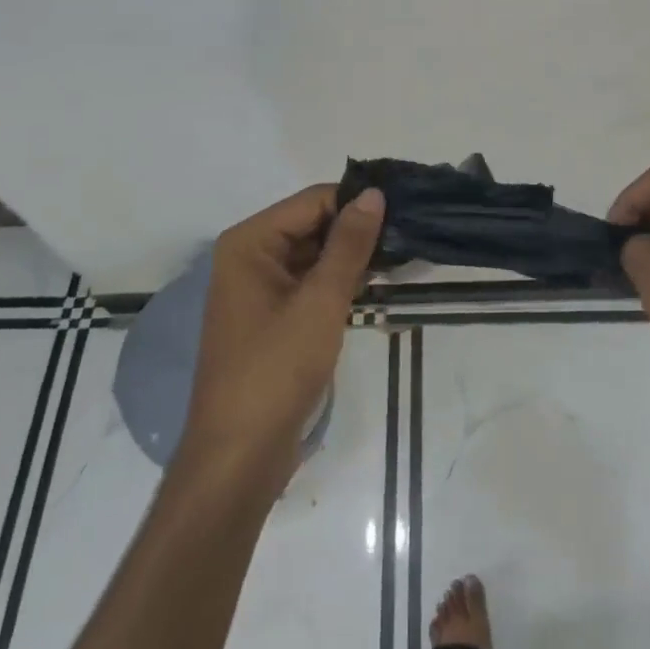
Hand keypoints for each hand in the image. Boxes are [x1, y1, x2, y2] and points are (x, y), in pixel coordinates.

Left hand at [180, 186, 384, 481]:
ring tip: (401, 262)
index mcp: (249, 242)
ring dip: (352, 260)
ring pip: (314, 256)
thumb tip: (373, 193)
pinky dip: (339, 284)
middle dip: (357, 233)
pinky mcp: (271, 317)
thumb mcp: (320, 301)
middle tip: (409, 240)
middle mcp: (249, 256)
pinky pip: (309, 284)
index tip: (405, 212)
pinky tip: (375, 290)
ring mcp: (258, 288)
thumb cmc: (276, 369)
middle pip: (312, 225)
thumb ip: (350, 244)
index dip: (357, 204)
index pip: (313, 201)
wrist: (240, 455)